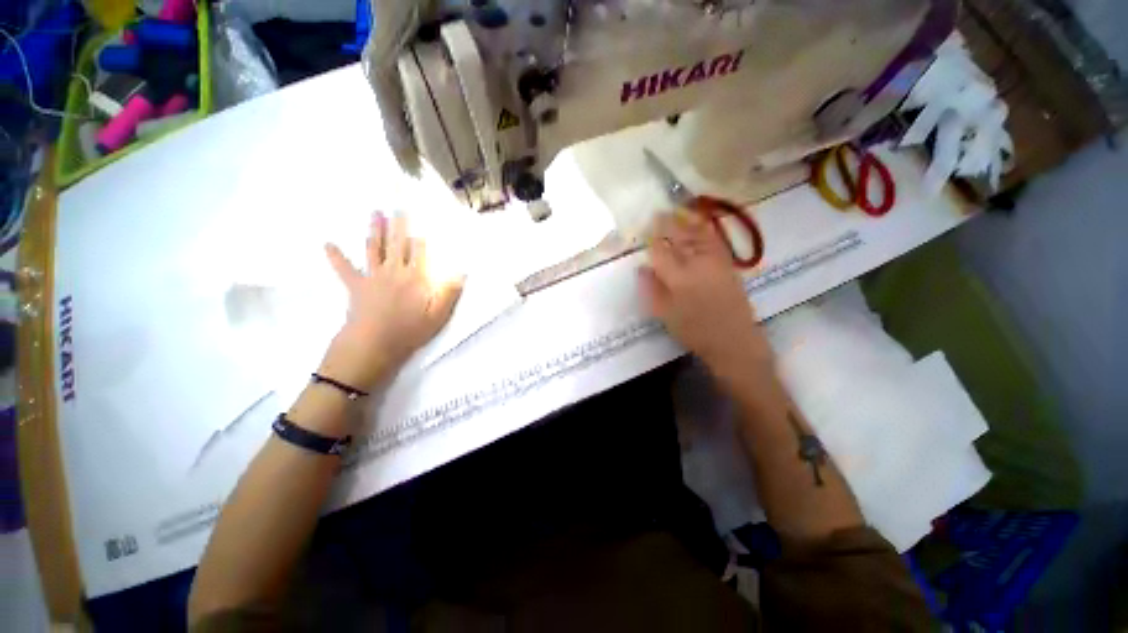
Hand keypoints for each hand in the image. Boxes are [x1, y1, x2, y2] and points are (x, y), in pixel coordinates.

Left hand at [319, 212, 463, 390]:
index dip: (420, 239)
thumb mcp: (439, 315)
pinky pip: (343, 268)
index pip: (419, 252)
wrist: (374, 344)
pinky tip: (326, 243)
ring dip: (374, 230)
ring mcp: (373, 276)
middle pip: (397, 243)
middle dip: (398, 225)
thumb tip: (462, 273)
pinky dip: (335, 256)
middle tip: (397, 207)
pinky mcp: (355, 285)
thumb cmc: (410, 331)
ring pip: (374, 248)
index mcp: (416, 277)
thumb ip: (449, 293)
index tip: (420, 226)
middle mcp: (395, 271)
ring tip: (375, 213)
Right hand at [639, 212, 773, 382]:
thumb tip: (642, 268)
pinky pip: (715, 241)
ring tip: (676, 212)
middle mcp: (698, 264)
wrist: (733, 340)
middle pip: (680, 237)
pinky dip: (705, 230)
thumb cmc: (694, 330)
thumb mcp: (664, 314)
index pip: (661, 251)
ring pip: (699, 235)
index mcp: (678, 278)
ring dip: (686, 222)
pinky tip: (699, 225)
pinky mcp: (728, 265)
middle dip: (667, 223)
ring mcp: (716, 262)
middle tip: (657, 213)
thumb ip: (652, 289)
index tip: (644, 229)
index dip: (651, 239)